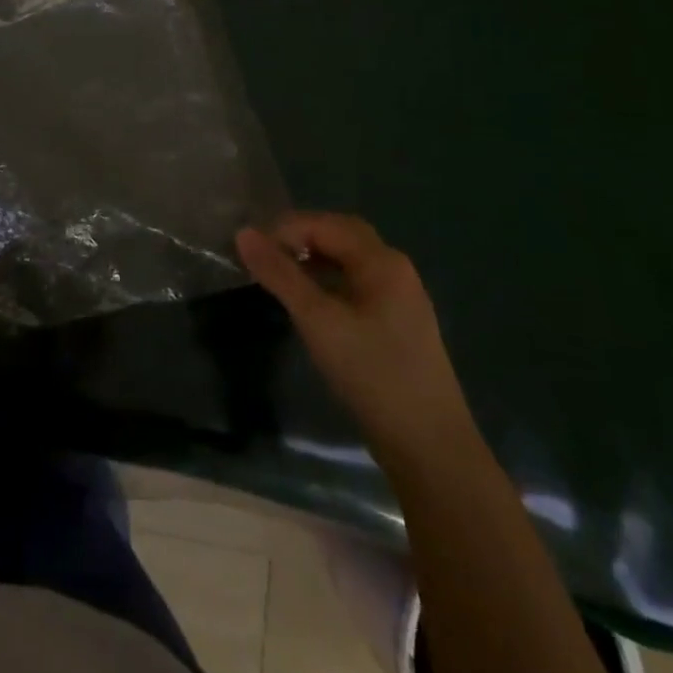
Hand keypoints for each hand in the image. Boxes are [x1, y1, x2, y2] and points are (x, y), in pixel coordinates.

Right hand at [237, 213, 474, 466]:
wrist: (430, 448)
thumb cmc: (372, 374)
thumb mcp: (318, 321)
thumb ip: (280, 275)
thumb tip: (243, 233)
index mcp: (382, 261)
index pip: (325, 224)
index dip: (284, 230)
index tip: (250, 252)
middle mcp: (395, 269)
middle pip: (340, 235)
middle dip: (300, 238)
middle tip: (264, 257)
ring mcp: (400, 298)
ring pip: (348, 261)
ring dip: (313, 260)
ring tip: (279, 277)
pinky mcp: (398, 324)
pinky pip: (356, 285)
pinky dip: (328, 282)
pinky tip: (310, 304)